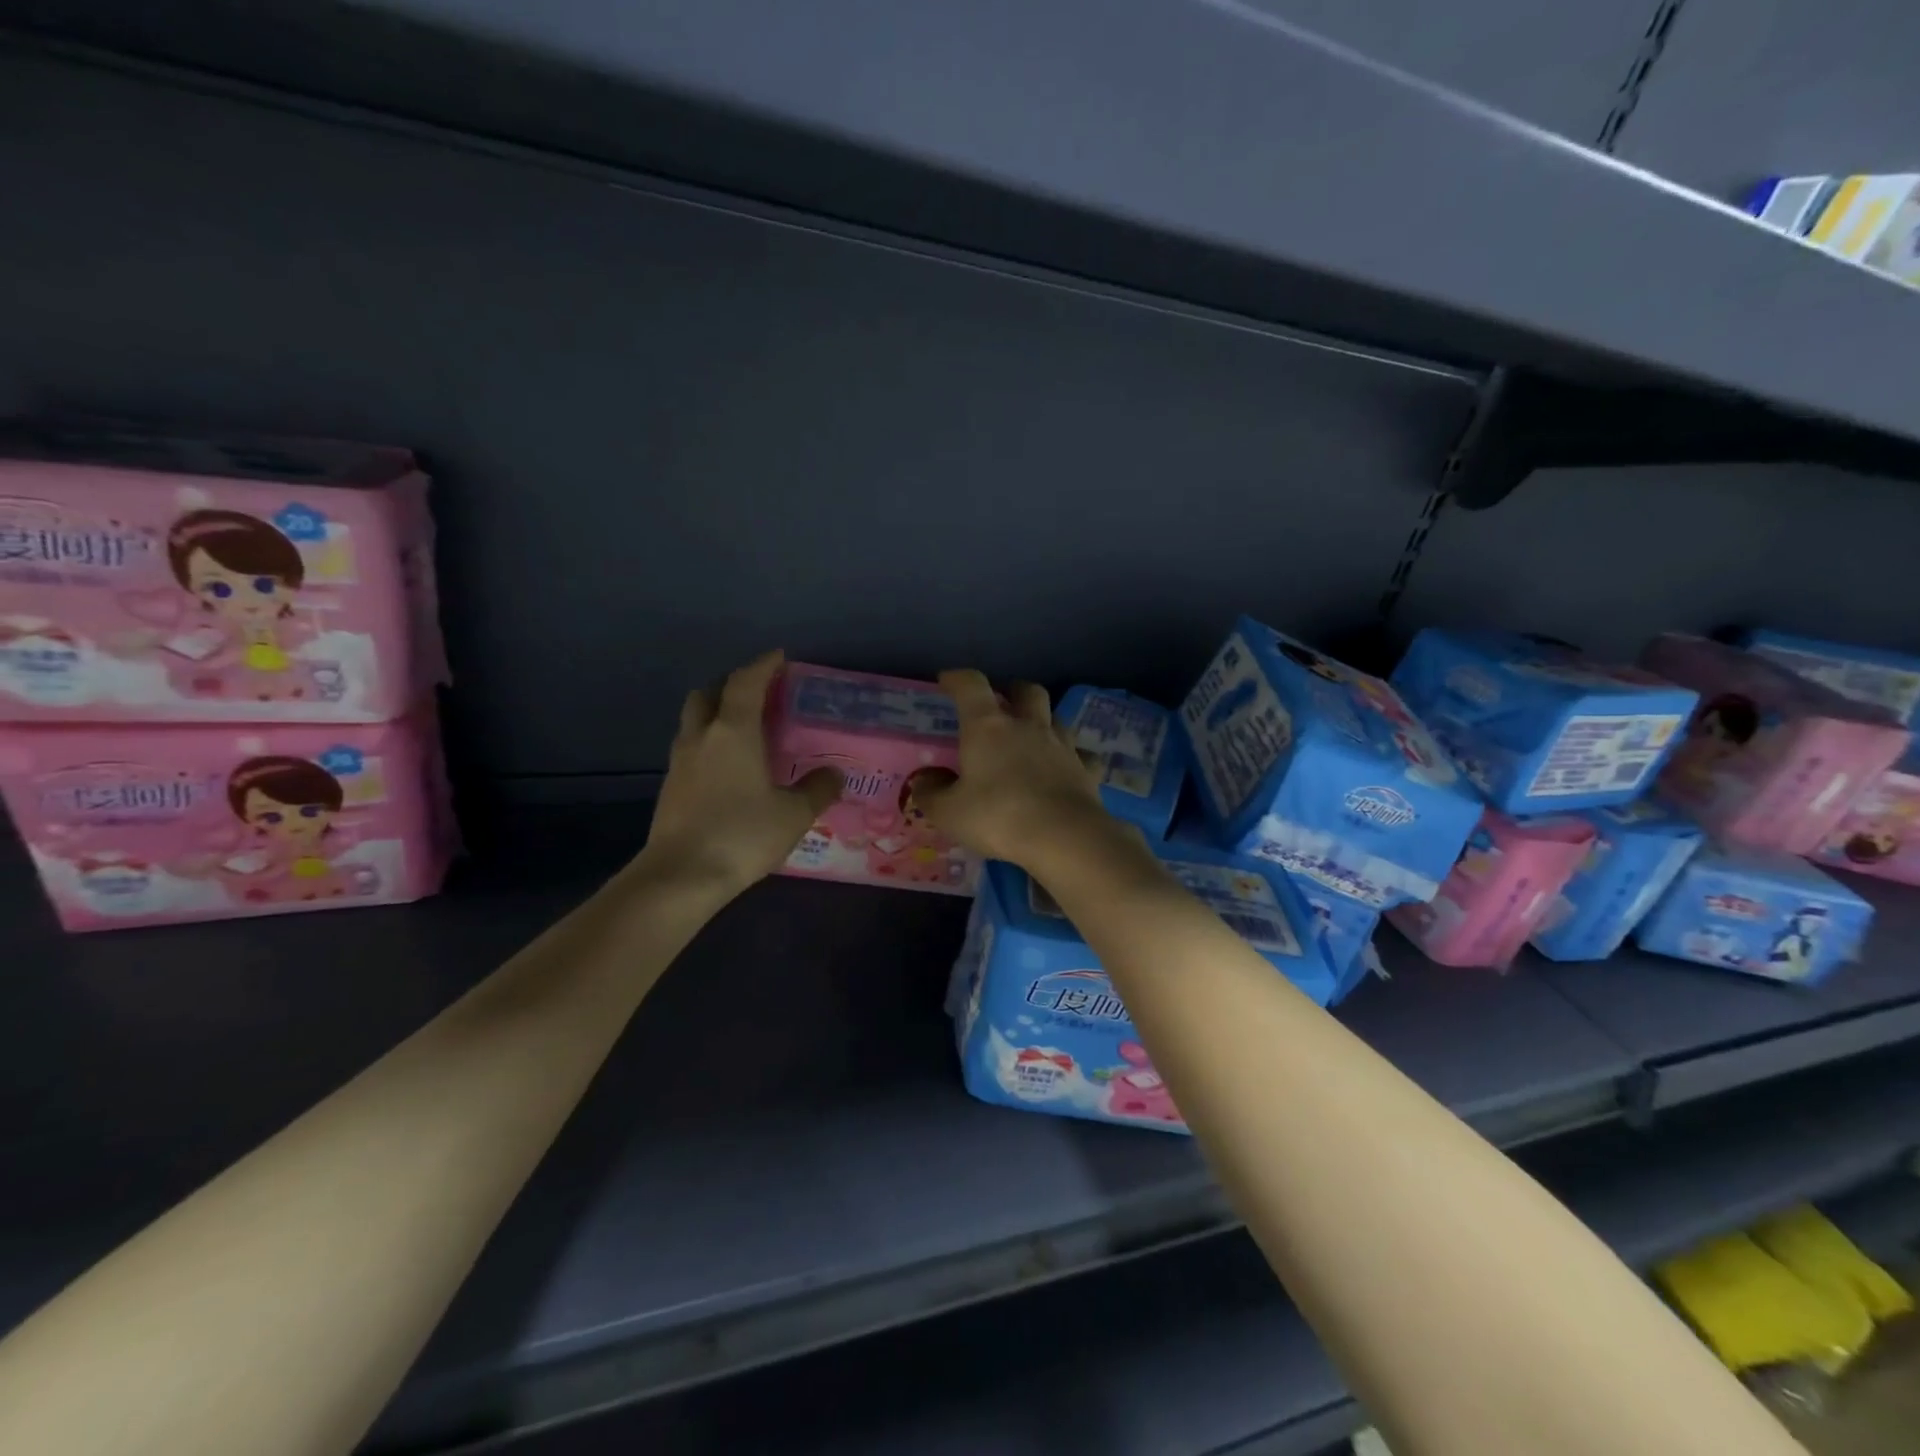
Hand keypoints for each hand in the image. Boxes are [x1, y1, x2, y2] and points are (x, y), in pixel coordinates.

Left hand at [639, 650, 842, 895]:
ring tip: (744, 730)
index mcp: (734, 731)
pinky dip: (709, 744)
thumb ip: (817, 789)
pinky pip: (691, 749)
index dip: (763, 665)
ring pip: (695, 721)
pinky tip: (728, 767)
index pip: (747, 682)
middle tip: (758, 694)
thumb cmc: (742, 834)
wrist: (681, 876)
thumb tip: (835, 774)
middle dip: (732, 685)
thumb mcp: (794, 814)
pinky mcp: (670, 787)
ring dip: (716, 714)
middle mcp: (702, 737)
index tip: (780, 657)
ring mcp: (680, 762)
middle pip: (709, 693)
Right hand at [913, 670, 1116, 869]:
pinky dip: (1071, 756)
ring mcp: (1062, 746)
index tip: (947, 681)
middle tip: (1001, 703)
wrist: (1064, 837)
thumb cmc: (998, 817)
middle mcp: (1028, 726)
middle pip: (1026, 690)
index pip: (971, 686)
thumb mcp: (949, 812)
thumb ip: (931, 793)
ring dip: (1043, 719)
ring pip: (1056, 717)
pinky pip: (1080, 754)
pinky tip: (1064, 768)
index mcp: (989, 727)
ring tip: (1031, 735)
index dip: (958, 679)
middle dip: (1012, 691)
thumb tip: (923, 780)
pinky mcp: (1086, 770)